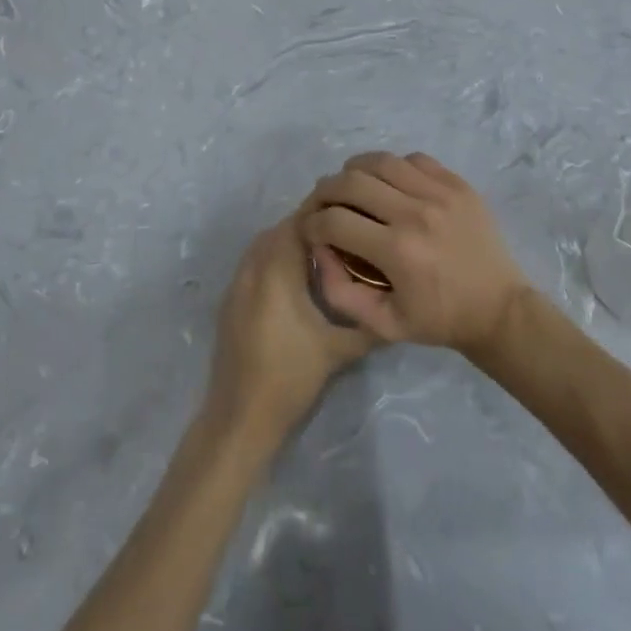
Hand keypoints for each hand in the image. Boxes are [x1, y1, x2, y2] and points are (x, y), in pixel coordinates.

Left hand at [205, 214, 376, 444]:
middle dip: (311, 225)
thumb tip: (398, 305)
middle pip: (281, 229)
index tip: (353, 215)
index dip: (325, 214)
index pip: (299, 222)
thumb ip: (368, 322)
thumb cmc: (290, 378)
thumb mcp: (338, 350)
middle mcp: (252, 267)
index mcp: (276, 270)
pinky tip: (298, 277)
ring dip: (291, 240)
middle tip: (345, 231)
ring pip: (266, 243)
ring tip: (326, 251)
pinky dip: (276, 257)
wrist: (240, 416)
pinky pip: (255, 261)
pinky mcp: (231, 299)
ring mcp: (237, 282)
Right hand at [298, 152, 528, 353]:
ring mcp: (440, 193)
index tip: (311, 230)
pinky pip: (414, 159)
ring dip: (356, 171)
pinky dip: (393, 167)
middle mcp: (416, 213)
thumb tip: (319, 250)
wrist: (499, 310)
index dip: (312, 223)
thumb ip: (341, 291)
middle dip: (326, 191)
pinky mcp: (458, 184)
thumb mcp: (383, 323)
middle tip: (323, 203)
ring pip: (380, 161)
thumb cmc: (439, 320)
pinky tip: (390, 184)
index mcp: (397, 251)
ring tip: (352, 187)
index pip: (334, 220)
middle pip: (351, 181)